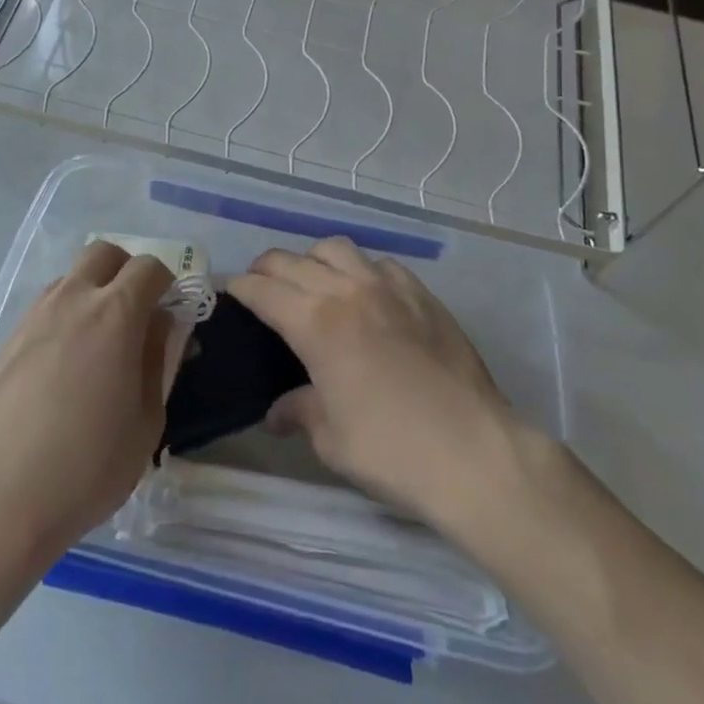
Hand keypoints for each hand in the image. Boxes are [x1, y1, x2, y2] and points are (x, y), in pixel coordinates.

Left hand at [0, 241, 177, 563]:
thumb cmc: (88, 466)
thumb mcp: (146, 422)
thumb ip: (156, 360)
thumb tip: (159, 324)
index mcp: (116, 314)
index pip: (148, 268)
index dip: (166, 282)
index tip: (170, 309)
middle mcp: (73, 300)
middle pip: (104, 253)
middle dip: (126, 270)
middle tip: (135, 312)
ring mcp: (35, 316)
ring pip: (71, 278)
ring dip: (92, 292)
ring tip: (98, 343)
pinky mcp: (9, 339)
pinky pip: (46, 307)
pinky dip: (65, 316)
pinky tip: (64, 365)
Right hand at [227, 237, 526, 538]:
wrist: (475, 454)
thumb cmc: (392, 450)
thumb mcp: (331, 439)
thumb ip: (299, 412)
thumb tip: (278, 412)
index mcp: (316, 323)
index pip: (262, 289)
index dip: (239, 288)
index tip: (227, 292)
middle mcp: (347, 291)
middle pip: (292, 260)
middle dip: (266, 269)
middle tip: (260, 288)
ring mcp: (389, 288)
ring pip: (337, 249)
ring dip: (312, 260)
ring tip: (311, 283)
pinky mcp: (423, 295)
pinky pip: (381, 265)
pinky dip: (361, 270)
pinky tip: (365, 295)